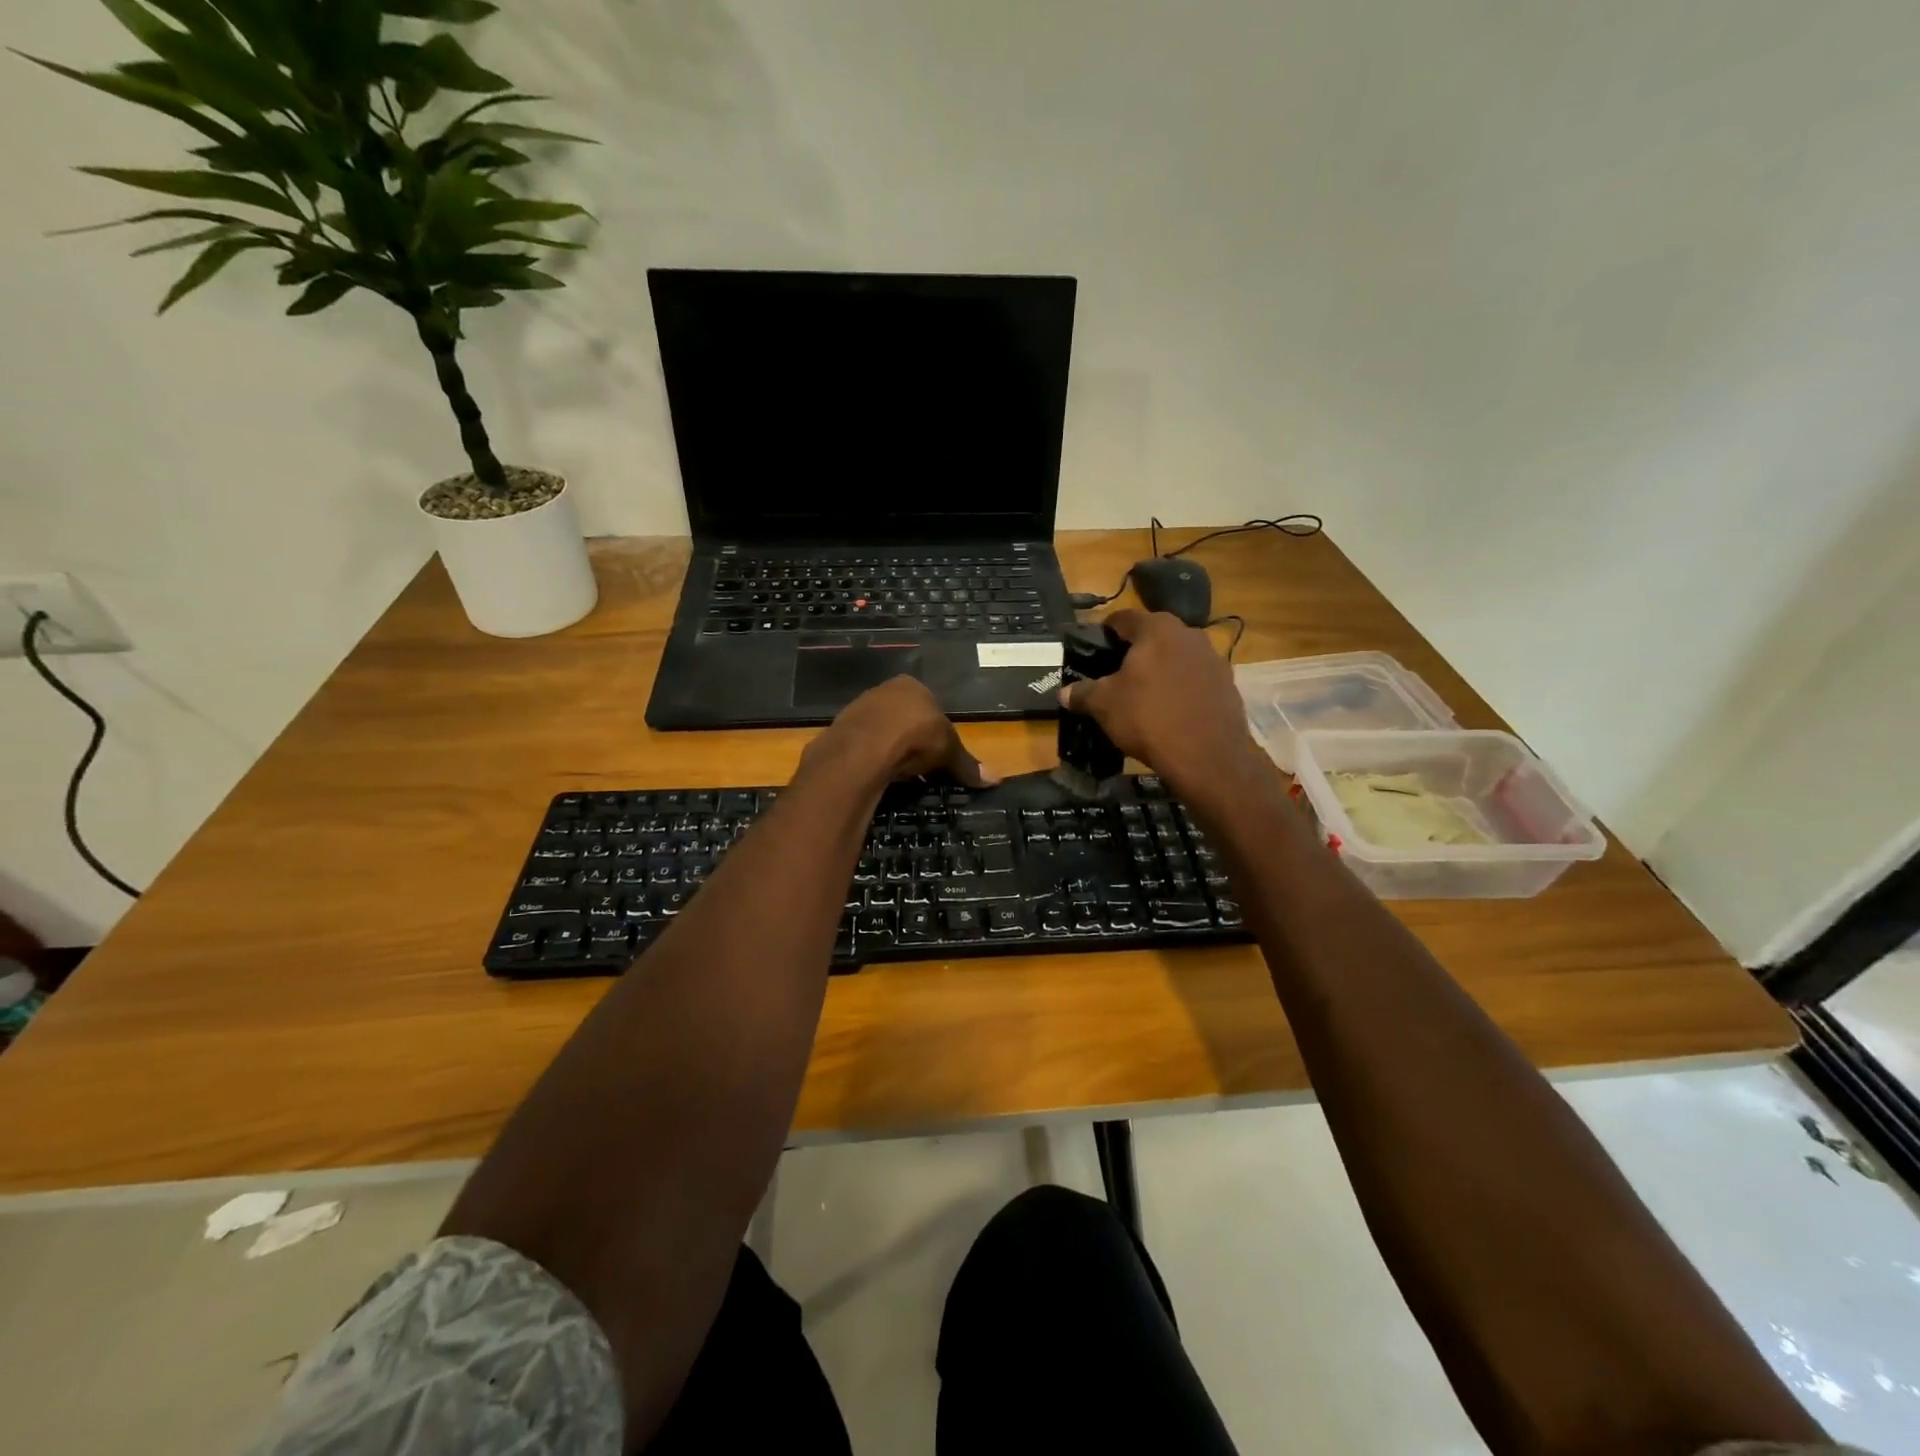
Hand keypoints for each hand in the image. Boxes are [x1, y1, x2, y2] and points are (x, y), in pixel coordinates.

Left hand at [800, 676, 998, 788]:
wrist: (864, 747)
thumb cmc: (915, 737)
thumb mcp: (949, 751)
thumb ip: (967, 764)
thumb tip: (996, 779)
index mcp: (912, 686)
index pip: (928, 705)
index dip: (935, 730)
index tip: (938, 753)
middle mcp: (883, 690)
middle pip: (902, 716)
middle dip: (910, 738)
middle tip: (919, 765)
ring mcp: (858, 707)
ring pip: (879, 729)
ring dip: (888, 748)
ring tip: (898, 772)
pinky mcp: (839, 728)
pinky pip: (860, 744)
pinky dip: (869, 757)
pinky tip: (876, 772)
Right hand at [1059, 609, 1258, 798]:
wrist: (1207, 756)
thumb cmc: (1148, 718)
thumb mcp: (1104, 705)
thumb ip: (1082, 693)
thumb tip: (1063, 693)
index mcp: (1157, 628)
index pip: (1122, 618)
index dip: (1104, 633)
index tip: (1093, 651)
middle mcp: (1189, 633)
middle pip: (1153, 636)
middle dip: (1133, 652)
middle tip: (1114, 675)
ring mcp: (1213, 658)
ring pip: (1176, 657)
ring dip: (1159, 670)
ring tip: (1142, 695)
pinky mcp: (1227, 685)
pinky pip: (1195, 679)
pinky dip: (1180, 688)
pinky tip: (1169, 711)